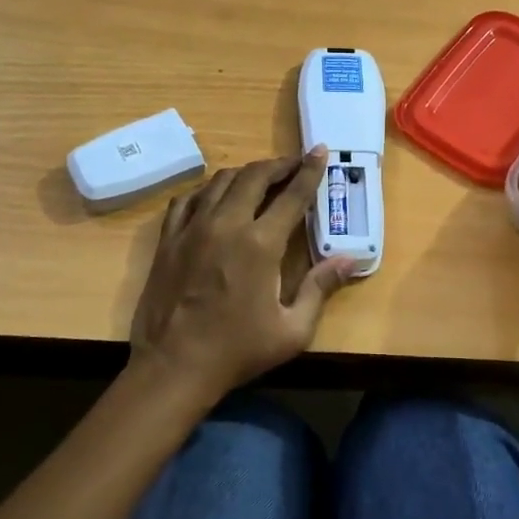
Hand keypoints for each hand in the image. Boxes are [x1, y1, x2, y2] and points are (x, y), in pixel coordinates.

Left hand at [129, 148, 356, 406]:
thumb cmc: (237, 351)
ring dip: (245, 173)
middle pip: (254, 176)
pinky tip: (214, 197)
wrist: (173, 367)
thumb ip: (320, 288)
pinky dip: (207, 190)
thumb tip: (349, 259)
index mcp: (260, 244)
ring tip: (260, 178)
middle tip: (293, 164)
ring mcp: (192, 228)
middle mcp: (226, 224)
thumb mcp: (292, 329)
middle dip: (278, 165)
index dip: (309, 171)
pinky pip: (187, 199)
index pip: (291, 195)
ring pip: (220, 181)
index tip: (320, 151)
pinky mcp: (168, 239)